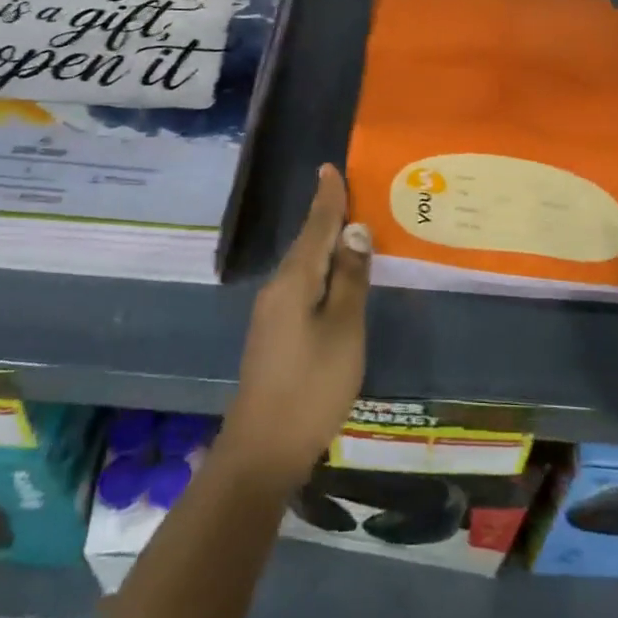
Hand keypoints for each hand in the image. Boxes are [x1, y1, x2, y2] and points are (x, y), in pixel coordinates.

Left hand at [218, 165, 370, 494]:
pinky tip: (334, 274)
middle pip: (307, 242)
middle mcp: (277, 289)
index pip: (315, 227)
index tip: (330, 167)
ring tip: (349, 225)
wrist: (263, 450)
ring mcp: (272, 313)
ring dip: (324, 242)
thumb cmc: (312, 385)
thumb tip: (355, 230)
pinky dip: (320, 269)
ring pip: (304, 265)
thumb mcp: (343, 329)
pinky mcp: (275, 334)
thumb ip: (350, 277)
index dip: (327, 198)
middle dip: (327, 215)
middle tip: (350, 190)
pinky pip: (301, 285)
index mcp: (294, 281)